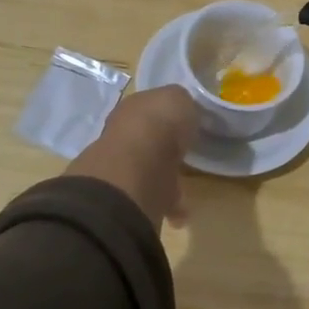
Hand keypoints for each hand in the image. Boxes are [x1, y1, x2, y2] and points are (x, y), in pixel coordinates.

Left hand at [65, 86, 198, 228]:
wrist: (138, 164)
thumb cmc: (160, 122)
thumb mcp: (180, 98)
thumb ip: (182, 103)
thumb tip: (183, 110)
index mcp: (133, 106)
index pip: (150, 106)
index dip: (168, 114)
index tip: (186, 123)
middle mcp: (123, 133)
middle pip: (146, 138)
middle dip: (163, 146)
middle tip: (184, 153)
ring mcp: (123, 165)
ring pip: (147, 167)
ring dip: (163, 175)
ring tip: (185, 185)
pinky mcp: (128, 193)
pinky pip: (152, 194)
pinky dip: (167, 203)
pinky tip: (181, 210)